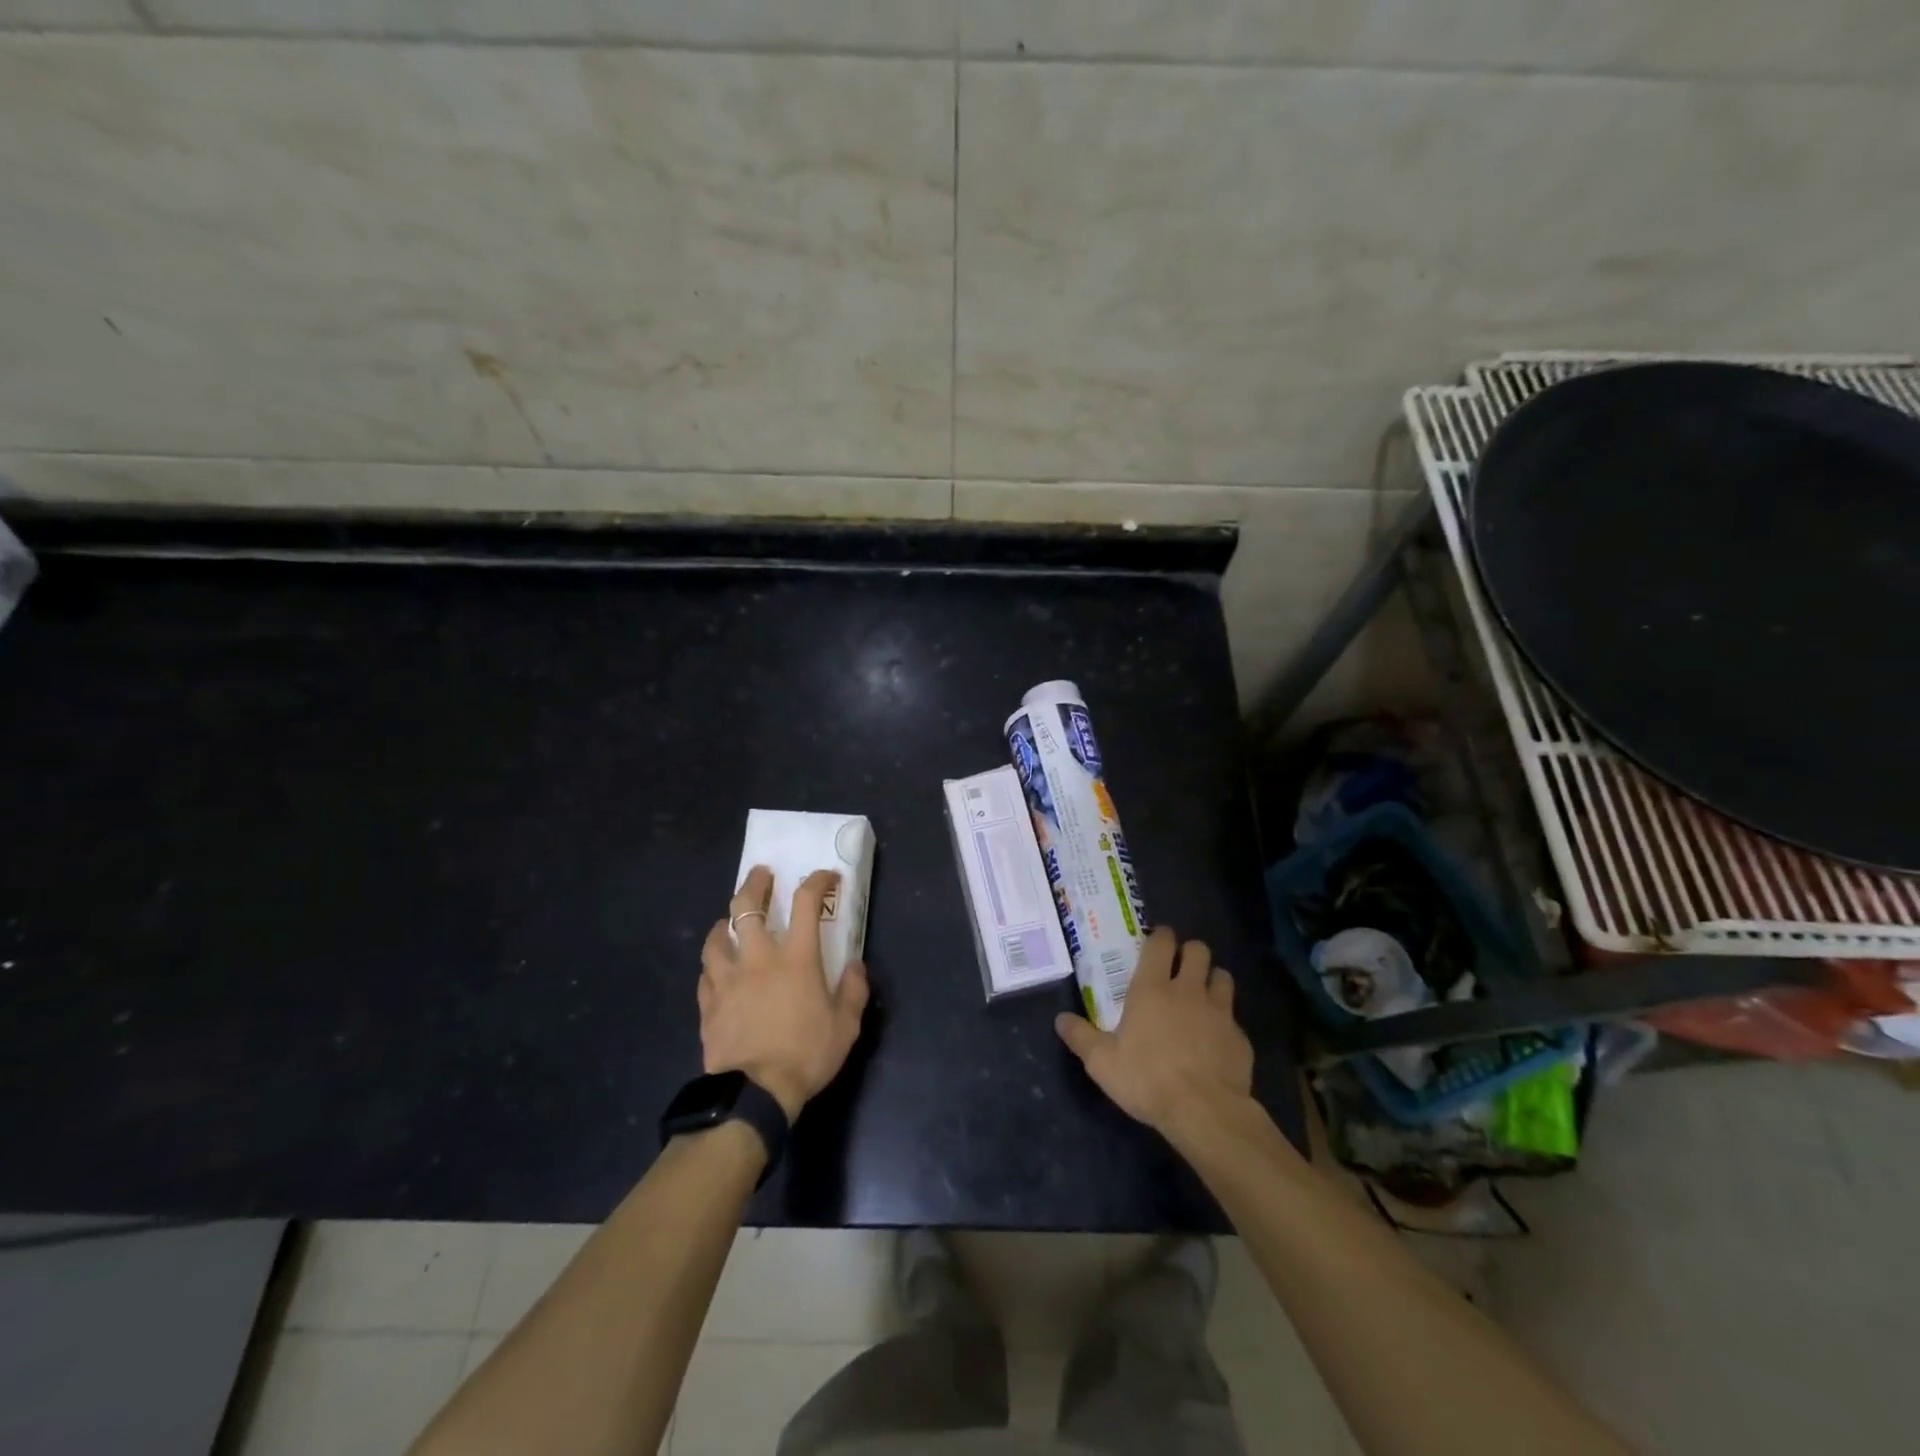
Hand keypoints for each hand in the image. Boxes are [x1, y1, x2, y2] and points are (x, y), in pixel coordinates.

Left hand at [699, 865, 870, 1121]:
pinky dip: (713, 964)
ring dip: (725, 923)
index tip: (826, 877)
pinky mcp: (708, 1004)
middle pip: (747, 906)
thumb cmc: (806, 1054)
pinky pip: (705, 974)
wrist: (755, 1093)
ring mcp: (728, 979)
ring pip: (717, 937)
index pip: (806, 903)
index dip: (817, 882)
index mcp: (796, 958)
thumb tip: (855, 966)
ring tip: (729, 921)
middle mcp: (759, 958)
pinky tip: (716, 968)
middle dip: (755, 884)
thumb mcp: (845, 1026)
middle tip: (762, 875)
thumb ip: (853, 990)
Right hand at [1055, 925, 1252, 1135]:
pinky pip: (1233, 1018)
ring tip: (1201, 995)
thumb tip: (1060, 1020)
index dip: (1161, 936)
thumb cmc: (1147, 1079)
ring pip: (1222, 976)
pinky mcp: (1240, 1038)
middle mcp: (1188, 990)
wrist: (1205, 1112)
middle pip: (1198, 950)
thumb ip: (1080, 1037)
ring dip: (1212, 979)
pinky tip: (1215, 1040)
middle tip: (1179, 967)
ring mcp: (1220, 1012)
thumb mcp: (1102, 1063)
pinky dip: (1225, 1021)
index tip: (1157, 941)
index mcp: (1152, 988)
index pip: (1162, 943)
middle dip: (1189, 952)